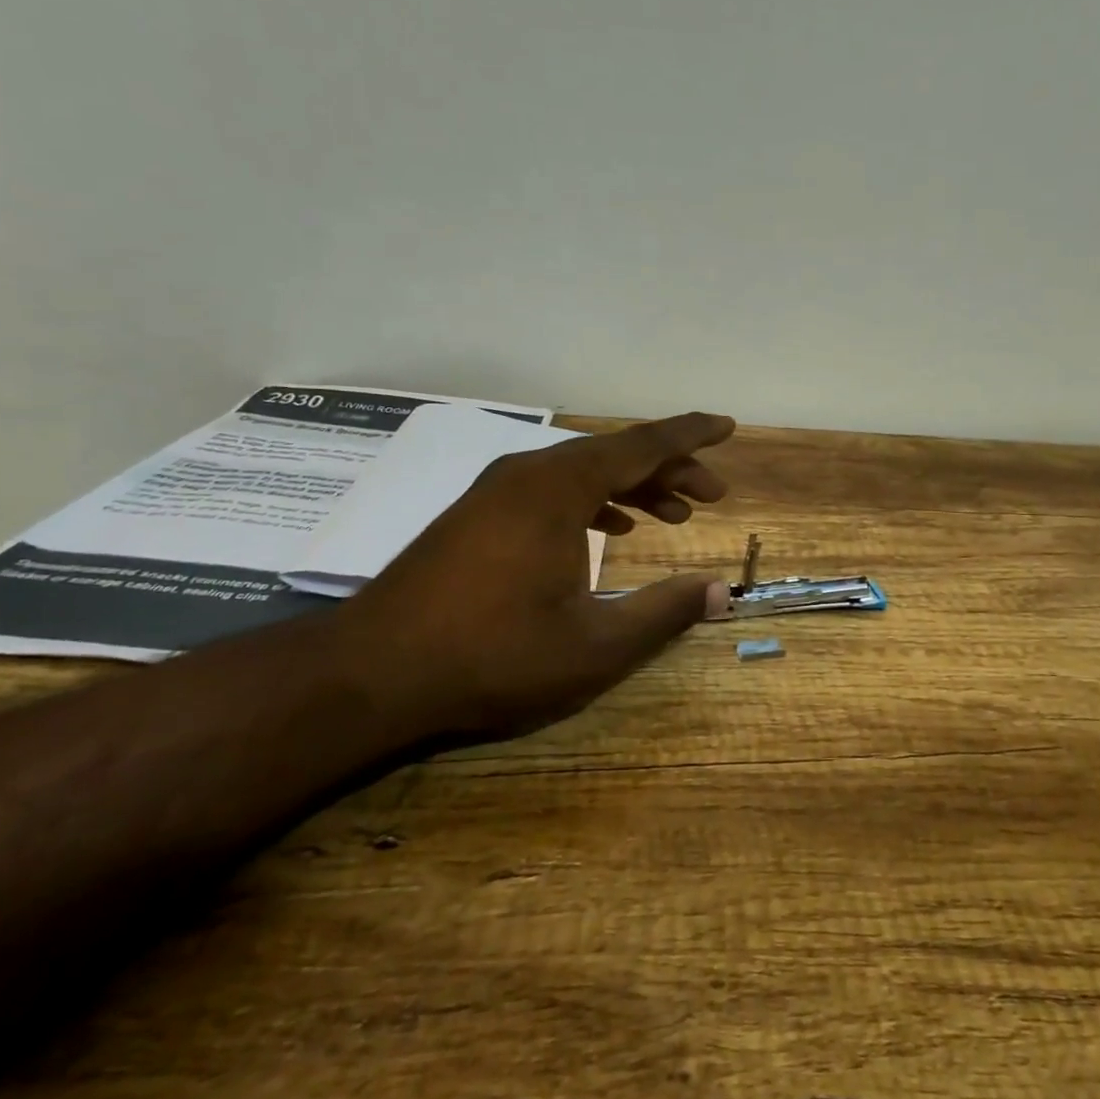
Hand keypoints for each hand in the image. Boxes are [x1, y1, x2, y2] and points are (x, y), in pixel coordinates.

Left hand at [324, 412, 735, 745]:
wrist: (372, 671)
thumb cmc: (493, 655)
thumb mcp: (594, 644)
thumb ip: (663, 612)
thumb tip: (719, 592)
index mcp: (559, 488)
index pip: (641, 445)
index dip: (691, 435)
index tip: (727, 426)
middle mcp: (528, 474)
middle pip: (614, 455)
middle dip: (668, 469)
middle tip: (710, 494)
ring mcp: (496, 492)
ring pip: (581, 472)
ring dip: (631, 486)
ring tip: (671, 514)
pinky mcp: (477, 515)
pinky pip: (551, 490)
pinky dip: (591, 501)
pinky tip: (608, 528)